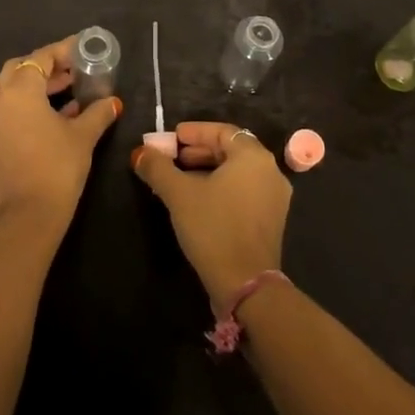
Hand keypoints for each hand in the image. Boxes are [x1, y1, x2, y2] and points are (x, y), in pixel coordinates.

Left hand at [0, 35, 121, 227]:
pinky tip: (59, 114)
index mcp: (18, 90)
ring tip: (71, 89)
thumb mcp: (82, 136)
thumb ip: (97, 113)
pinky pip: (11, 108)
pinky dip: (30, 103)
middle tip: (74, 69)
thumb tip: (112, 102)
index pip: (41, 58)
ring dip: (39, 85)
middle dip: (47, 66)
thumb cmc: (56, 167)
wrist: (27, 217)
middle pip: (21, 68)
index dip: (64, 51)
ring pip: (13, 89)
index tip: (85, 49)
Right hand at [131, 121, 292, 305]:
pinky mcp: (271, 219)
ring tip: (180, 178)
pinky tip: (199, 199)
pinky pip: (244, 190)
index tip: (171, 138)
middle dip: (199, 151)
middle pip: (231, 150)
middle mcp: (270, 170)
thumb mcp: (179, 194)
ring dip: (208, 170)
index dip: (194, 132)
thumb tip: (140, 151)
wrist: (245, 284)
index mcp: (253, 156)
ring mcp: (274, 196)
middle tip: (172, 158)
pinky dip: (222, 187)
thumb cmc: (213, 228)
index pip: (222, 131)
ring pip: (237, 172)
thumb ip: (157, 167)